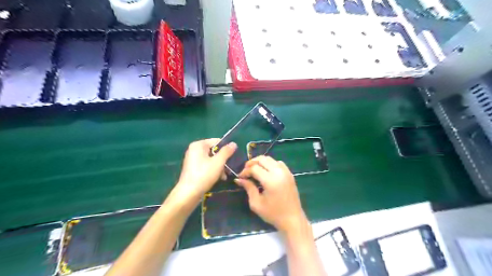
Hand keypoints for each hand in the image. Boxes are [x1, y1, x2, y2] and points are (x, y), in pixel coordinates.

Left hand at [172, 139, 234, 205]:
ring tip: (225, 175)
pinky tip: (220, 178)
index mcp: (198, 145)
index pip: (217, 141)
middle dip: (223, 159)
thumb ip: (226, 151)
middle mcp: (194, 150)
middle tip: (230, 167)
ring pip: (212, 159)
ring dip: (220, 166)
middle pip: (214, 151)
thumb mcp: (218, 162)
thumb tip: (233, 143)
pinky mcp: (193, 169)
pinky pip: (207, 165)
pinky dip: (214, 170)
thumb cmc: (204, 175)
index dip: (226, 148)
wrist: (189, 193)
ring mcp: (193, 159)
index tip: (234, 157)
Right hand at [235, 156, 305, 236]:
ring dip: (260, 162)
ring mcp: (286, 172)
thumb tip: (239, 179)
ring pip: (270, 159)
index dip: (245, 171)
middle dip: (251, 163)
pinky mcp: (290, 174)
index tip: (240, 177)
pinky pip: (278, 163)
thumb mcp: (256, 203)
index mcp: (270, 181)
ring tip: (254, 170)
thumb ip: (248, 188)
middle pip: (262, 159)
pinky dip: (270, 163)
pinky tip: (266, 172)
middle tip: (246, 171)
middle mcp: (279, 172)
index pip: (254, 168)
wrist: (292, 219)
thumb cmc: (273, 214)